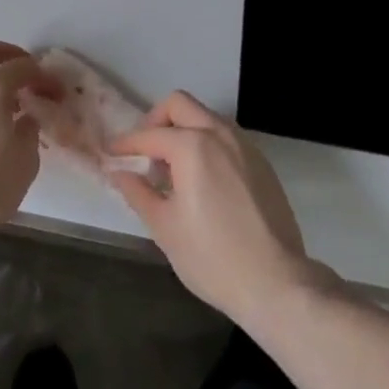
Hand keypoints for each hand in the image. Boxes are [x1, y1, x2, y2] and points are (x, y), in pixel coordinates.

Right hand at [109, 92, 319, 324]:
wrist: (277, 283)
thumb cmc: (213, 257)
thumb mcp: (165, 228)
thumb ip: (138, 192)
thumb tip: (119, 172)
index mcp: (192, 145)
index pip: (149, 135)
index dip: (126, 145)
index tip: (111, 154)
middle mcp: (219, 133)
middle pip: (179, 105)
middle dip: (156, 121)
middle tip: (146, 152)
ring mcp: (244, 144)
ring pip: (205, 117)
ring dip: (184, 130)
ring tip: (174, 168)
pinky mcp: (261, 162)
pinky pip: (226, 137)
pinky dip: (207, 144)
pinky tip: (203, 180)